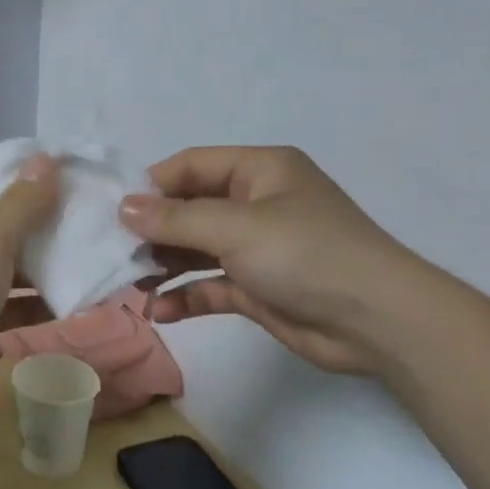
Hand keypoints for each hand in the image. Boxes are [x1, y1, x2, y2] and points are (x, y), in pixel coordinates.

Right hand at [120, 147, 426, 375]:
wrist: (377, 322)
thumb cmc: (306, 255)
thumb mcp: (236, 228)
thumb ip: (175, 219)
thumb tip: (123, 208)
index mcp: (260, 171)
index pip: (191, 166)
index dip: (151, 186)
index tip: (112, 212)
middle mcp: (256, 203)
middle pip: (189, 208)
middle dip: (153, 231)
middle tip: (115, 253)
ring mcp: (257, 247)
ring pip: (196, 249)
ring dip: (164, 265)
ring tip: (131, 284)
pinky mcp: (258, 287)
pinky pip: (211, 285)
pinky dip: (186, 295)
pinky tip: (161, 311)